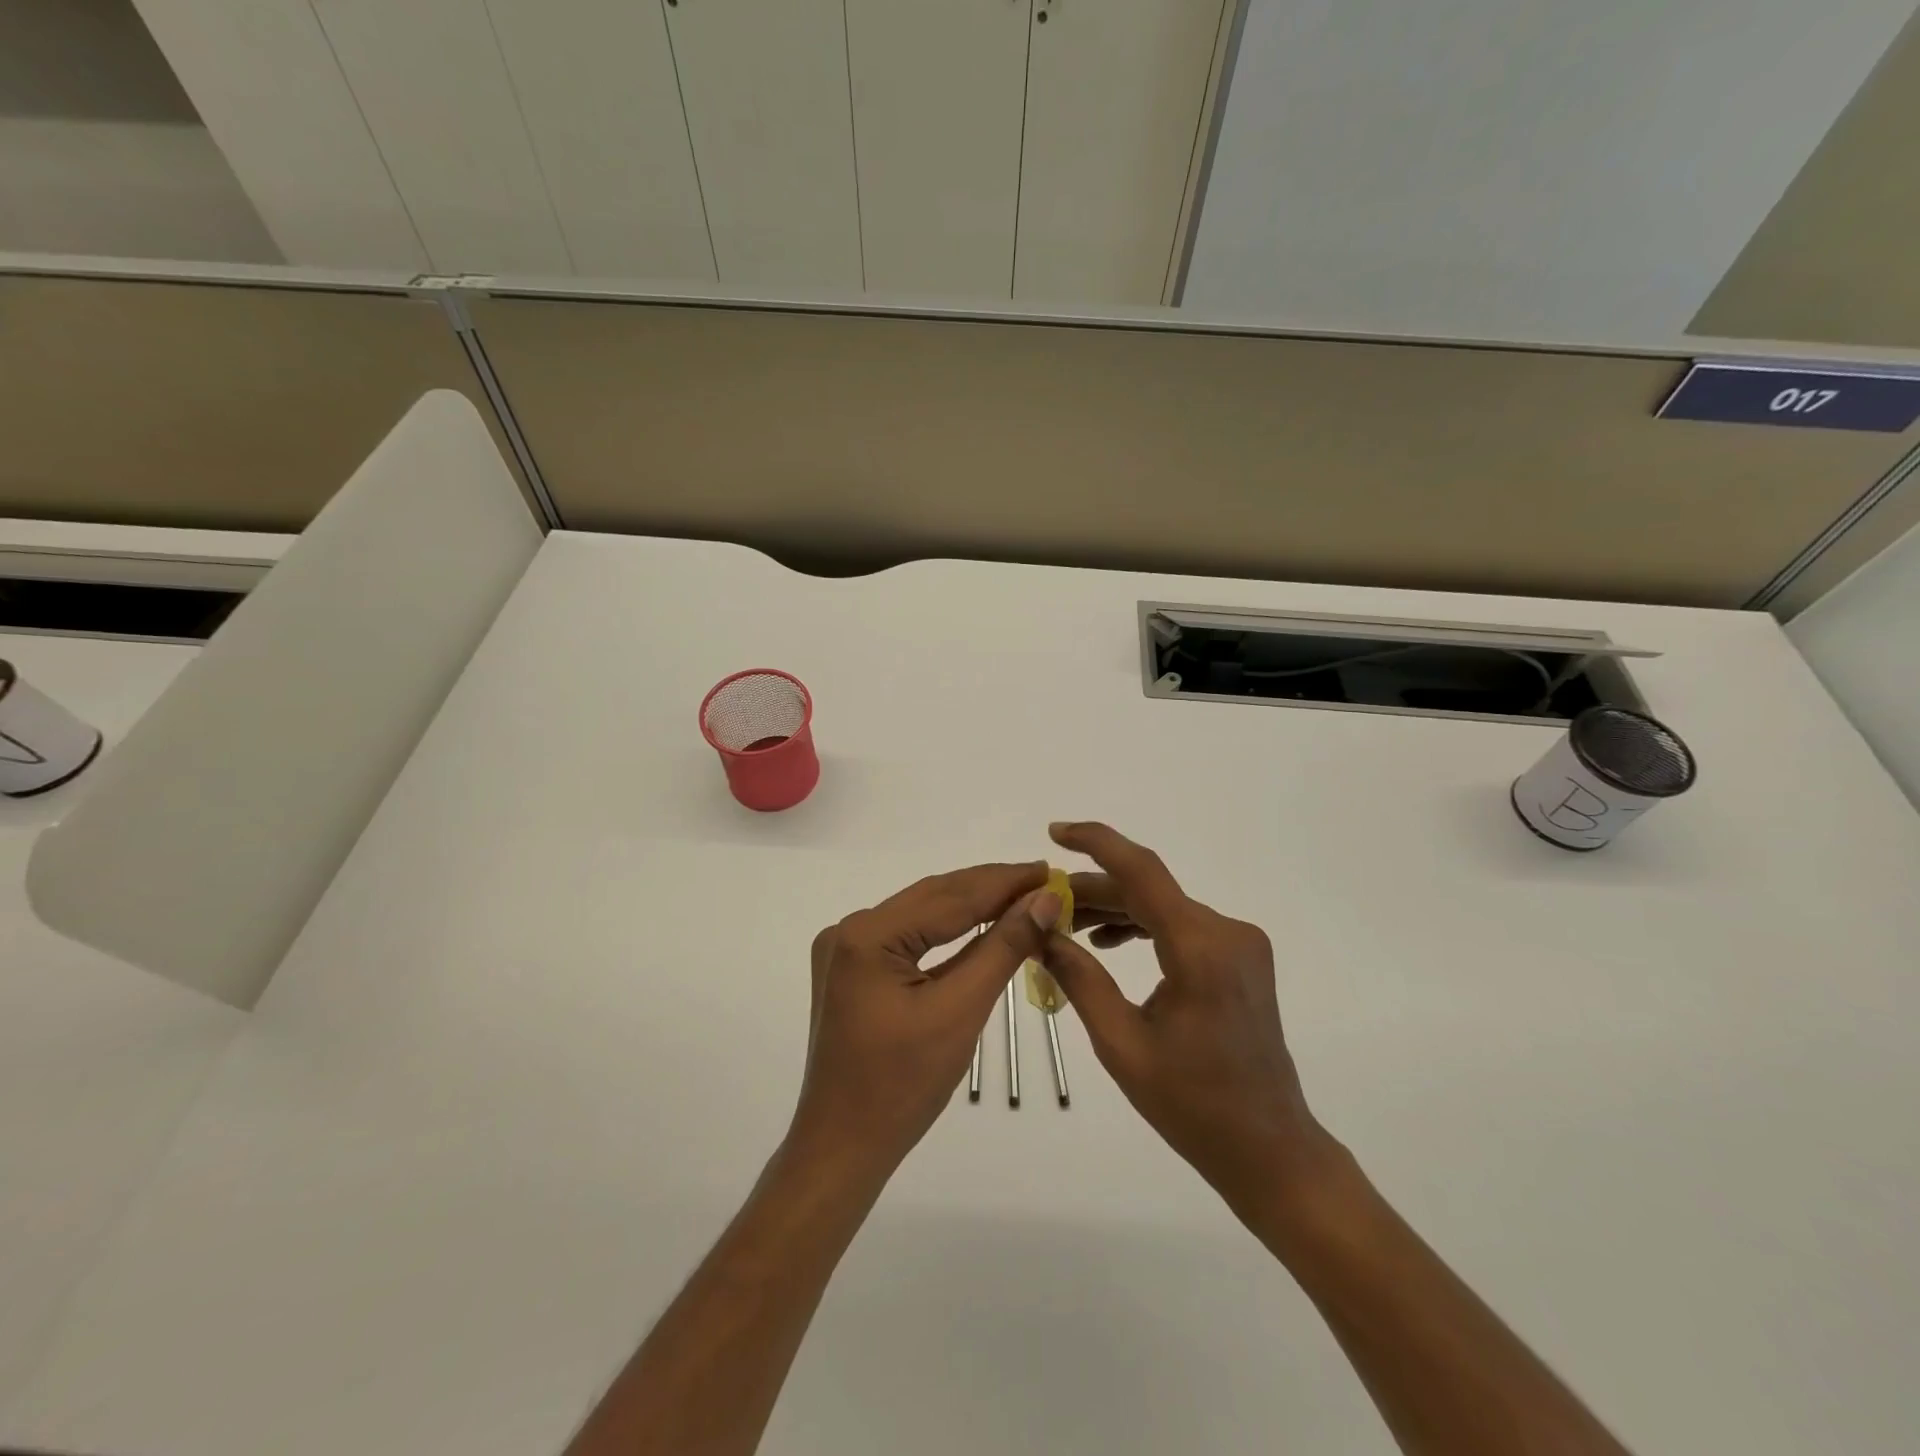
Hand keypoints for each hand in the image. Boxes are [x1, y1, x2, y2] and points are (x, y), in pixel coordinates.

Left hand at [791, 862, 1058, 1181]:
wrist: (842, 1147)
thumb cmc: (903, 1087)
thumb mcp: (960, 1011)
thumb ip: (1002, 948)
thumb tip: (1044, 899)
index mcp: (867, 935)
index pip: (950, 897)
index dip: (1004, 882)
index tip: (1049, 870)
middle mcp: (850, 929)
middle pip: (933, 898)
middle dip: (990, 888)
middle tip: (1044, 880)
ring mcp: (847, 948)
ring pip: (922, 914)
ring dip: (971, 906)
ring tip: (1023, 896)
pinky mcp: (853, 967)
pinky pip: (908, 936)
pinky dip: (947, 931)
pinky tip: (981, 924)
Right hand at [1039, 822, 1327, 1213]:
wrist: (1269, 1148)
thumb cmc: (1192, 1104)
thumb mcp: (1120, 1043)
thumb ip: (1079, 977)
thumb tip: (1040, 930)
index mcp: (1200, 949)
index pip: (1142, 871)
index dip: (1097, 843)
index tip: (1056, 832)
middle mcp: (1226, 932)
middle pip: (1148, 890)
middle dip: (1093, 889)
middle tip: (1044, 901)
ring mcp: (1239, 943)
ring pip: (1163, 906)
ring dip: (1115, 907)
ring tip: (1067, 924)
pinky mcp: (1240, 957)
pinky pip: (1181, 925)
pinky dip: (1143, 926)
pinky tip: (1107, 940)